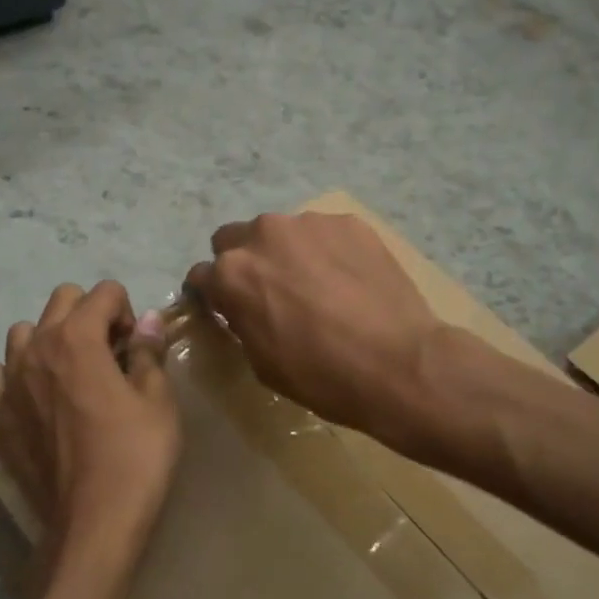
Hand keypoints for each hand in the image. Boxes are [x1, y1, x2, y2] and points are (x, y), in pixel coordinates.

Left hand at [0, 281, 179, 581]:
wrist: (93, 521)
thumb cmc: (135, 456)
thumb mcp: (157, 400)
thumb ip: (148, 351)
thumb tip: (147, 319)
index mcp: (78, 337)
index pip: (104, 291)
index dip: (128, 312)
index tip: (136, 348)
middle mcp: (37, 347)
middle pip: (63, 300)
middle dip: (90, 314)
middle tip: (111, 354)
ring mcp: (10, 380)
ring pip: (24, 331)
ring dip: (50, 338)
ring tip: (72, 373)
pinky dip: (14, 373)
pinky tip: (35, 395)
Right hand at [186, 212, 443, 437]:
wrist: (399, 363)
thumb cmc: (321, 375)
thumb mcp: (261, 361)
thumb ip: (240, 320)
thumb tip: (239, 307)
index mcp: (232, 274)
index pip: (200, 275)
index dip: (210, 294)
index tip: (224, 307)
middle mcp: (262, 235)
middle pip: (234, 239)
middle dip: (243, 262)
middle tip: (270, 291)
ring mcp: (308, 223)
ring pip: (281, 232)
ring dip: (287, 253)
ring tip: (318, 285)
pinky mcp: (348, 222)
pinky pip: (323, 233)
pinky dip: (327, 251)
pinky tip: (349, 280)